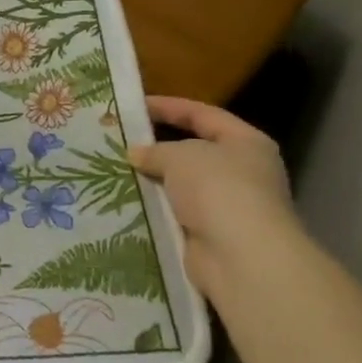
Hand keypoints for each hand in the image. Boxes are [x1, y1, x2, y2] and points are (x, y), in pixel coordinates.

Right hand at [128, 96, 300, 295]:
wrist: (240, 257)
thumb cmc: (218, 189)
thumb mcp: (180, 156)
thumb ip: (156, 150)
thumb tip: (136, 153)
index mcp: (246, 142)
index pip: (203, 115)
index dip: (169, 107)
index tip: (134, 105)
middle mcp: (243, 172)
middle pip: (193, 151)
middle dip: (157, 147)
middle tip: (119, 141)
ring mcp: (228, 206)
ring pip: (181, 186)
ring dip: (153, 181)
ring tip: (114, 170)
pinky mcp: (211, 236)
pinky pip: (176, 215)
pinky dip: (155, 210)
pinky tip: (126, 203)